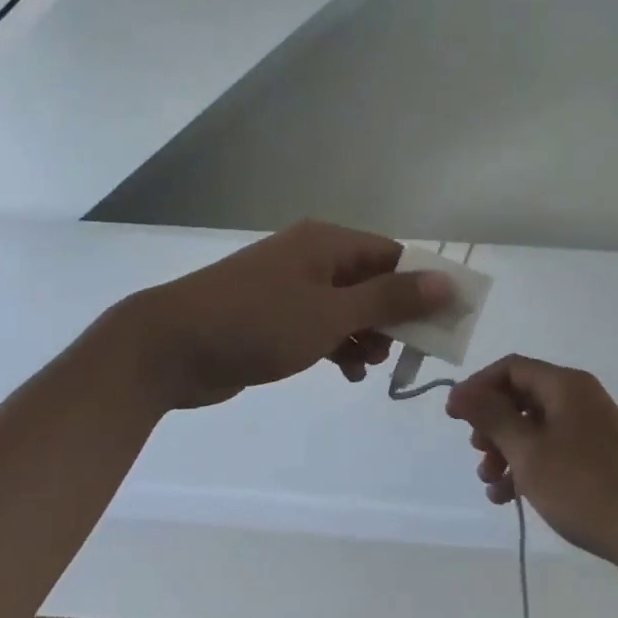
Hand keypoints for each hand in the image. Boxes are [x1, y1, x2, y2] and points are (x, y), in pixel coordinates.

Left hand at [109, 220, 452, 411]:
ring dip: (366, 336)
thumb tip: (446, 281)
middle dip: (393, 318)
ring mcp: (290, 288)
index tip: (444, 325)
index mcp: (327, 244)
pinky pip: (321, 326)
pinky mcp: (274, 317)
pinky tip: (344, 373)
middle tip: (405, 354)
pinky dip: (338, 346)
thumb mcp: (331, 313)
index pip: (393, 256)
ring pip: (348, 307)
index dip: (422, 287)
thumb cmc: (257, 323)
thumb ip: (390, 299)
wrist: (171, 347)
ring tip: (369, 367)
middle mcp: (312, 258)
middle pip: (372, 282)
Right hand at [445, 355, 617, 577]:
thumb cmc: (586, 487)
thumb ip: (491, 417)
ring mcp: (590, 428)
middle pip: (519, 397)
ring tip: (491, 484)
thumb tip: (460, 391)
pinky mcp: (597, 456)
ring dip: (505, 451)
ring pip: (533, 427)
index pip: (509, 368)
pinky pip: (551, 448)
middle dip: (491, 425)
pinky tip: (510, 497)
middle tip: (477, 454)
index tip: (453, 417)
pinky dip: (527, 466)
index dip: (477, 387)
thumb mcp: (528, 452)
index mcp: (564, 385)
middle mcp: (578, 397)